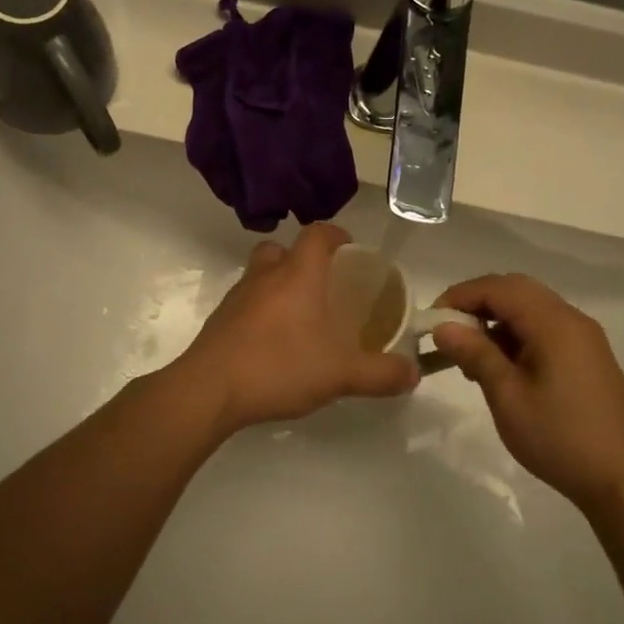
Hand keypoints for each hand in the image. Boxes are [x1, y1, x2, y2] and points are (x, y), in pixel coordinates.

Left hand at [170, 223, 419, 435]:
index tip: (351, 250)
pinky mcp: (219, 319)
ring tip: (301, 316)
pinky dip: (261, 310)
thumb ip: (380, 374)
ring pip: (261, 274)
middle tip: (325, 286)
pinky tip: (274, 342)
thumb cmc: (279, 367)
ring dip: (280, 284)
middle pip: (283, 249)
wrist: (209, 390)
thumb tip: (413, 374)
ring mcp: (237, 296)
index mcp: (297, 275)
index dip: (336, 235)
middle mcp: (265, 275)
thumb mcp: (341, 375)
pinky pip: (246, 301)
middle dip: (304, 260)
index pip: (317, 234)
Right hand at [429, 273, 623, 515]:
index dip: (460, 296)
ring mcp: (583, 338)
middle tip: (448, 331)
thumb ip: (475, 354)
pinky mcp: (587, 357)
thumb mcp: (507, 397)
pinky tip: (500, 367)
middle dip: (477, 303)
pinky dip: (515, 335)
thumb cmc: (559, 437)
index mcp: (554, 323)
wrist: (623, 480)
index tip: (431, 321)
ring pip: (530, 308)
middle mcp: (571, 320)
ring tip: (470, 355)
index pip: (498, 288)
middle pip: (516, 290)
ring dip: (495, 319)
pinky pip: (544, 328)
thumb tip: (443, 327)